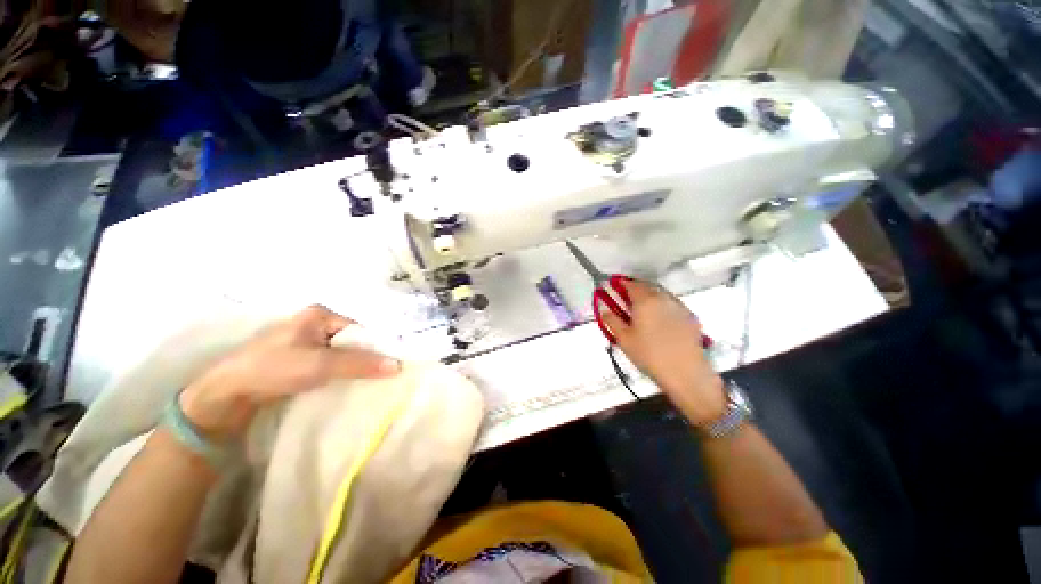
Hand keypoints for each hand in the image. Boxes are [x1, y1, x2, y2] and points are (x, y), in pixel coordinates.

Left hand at [180, 305, 400, 438]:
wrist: (227, 394)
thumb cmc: (273, 369)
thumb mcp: (320, 365)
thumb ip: (360, 363)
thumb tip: (398, 366)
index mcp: (320, 314)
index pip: (360, 329)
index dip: (376, 346)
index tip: (390, 364)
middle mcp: (315, 323)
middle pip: (352, 340)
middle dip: (365, 357)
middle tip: (381, 375)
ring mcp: (306, 341)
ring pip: (341, 352)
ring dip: (353, 366)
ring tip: (367, 381)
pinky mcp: (299, 358)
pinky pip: (330, 362)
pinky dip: (339, 372)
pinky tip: (345, 383)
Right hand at [600, 280, 725, 425]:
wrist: (686, 373)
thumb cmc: (649, 355)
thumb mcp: (624, 339)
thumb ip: (612, 320)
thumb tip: (605, 309)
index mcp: (645, 301)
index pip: (631, 284)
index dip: (621, 283)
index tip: (614, 286)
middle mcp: (663, 298)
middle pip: (647, 286)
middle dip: (635, 289)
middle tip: (626, 299)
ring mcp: (679, 307)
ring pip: (661, 294)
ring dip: (650, 296)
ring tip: (643, 310)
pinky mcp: (690, 317)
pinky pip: (672, 304)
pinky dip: (663, 306)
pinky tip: (660, 320)